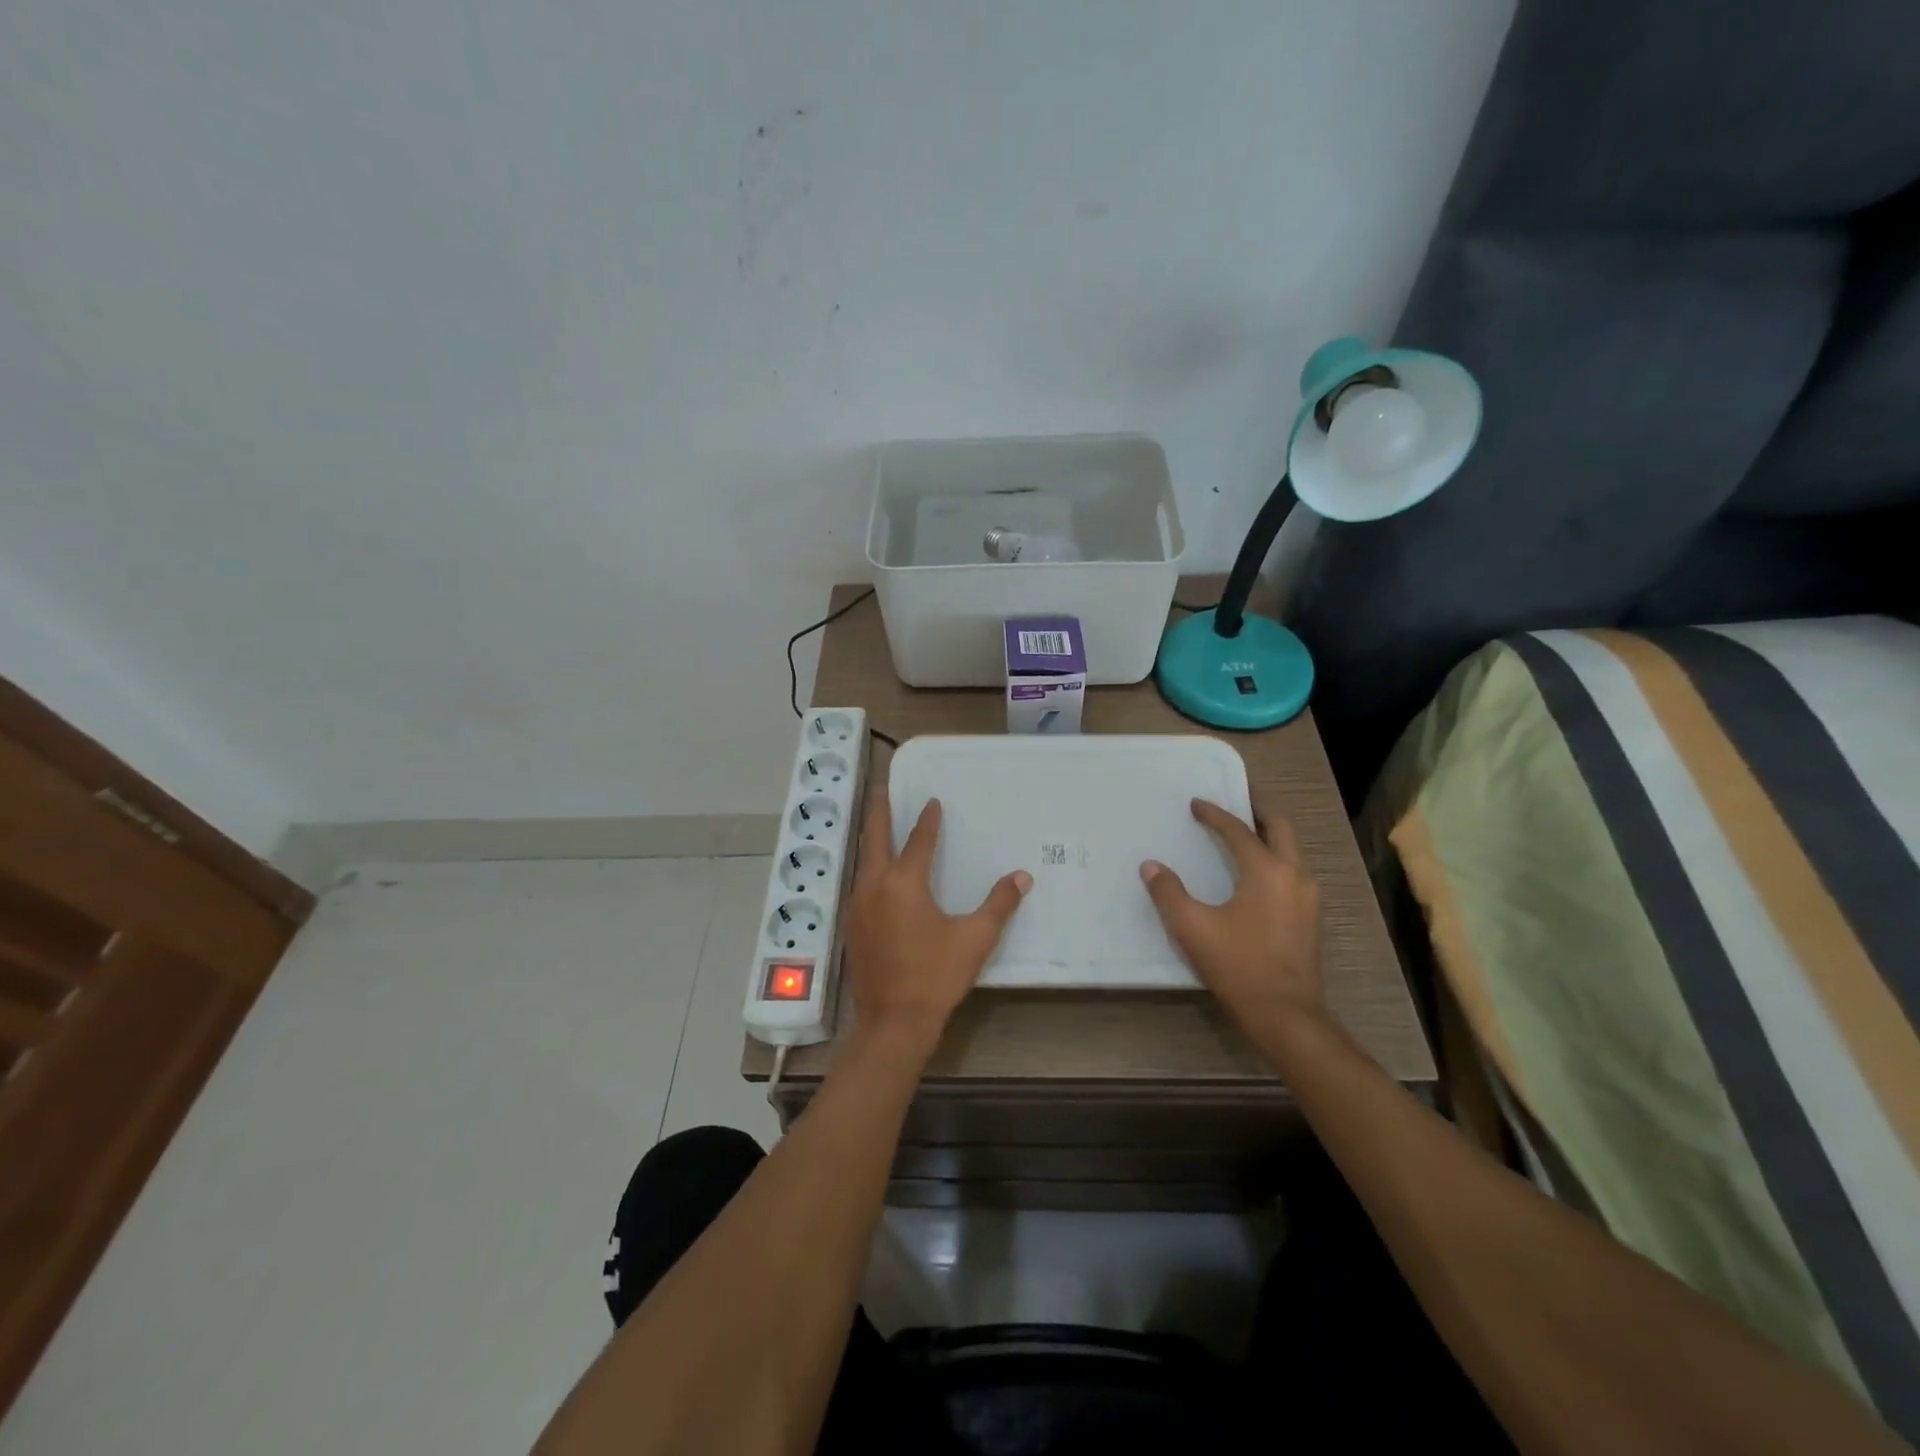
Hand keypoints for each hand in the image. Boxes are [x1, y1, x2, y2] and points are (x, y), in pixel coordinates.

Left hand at [844, 789, 1031, 1059]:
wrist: (893, 1022)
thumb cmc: (935, 976)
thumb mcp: (974, 939)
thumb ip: (999, 904)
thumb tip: (1022, 876)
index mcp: (904, 883)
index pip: (919, 841)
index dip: (928, 820)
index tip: (933, 801)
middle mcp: (875, 886)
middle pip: (875, 838)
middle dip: (880, 811)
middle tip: (882, 788)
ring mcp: (858, 906)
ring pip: (863, 860)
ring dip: (872, 838)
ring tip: (879, 824)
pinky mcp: (852, 925)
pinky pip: (860, 882)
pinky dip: (869, 865)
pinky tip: (876, 872)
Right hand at [1140, 797, 1323, 1037]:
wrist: (1287, 1016)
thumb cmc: (1239, 966)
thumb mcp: (1193, 928)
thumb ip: (1168, 893)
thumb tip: (1151, 866)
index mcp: (1267, 871)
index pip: (1238, 830)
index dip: (1215, 814)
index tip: (1196, 804)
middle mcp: (1294, 875)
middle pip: (1280, 828)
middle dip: (1257, 812)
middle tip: (1235, 804)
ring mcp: (1309, 897)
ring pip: (1291, 850)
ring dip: (1268, 836)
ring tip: (1243, 835)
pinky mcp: (1311, 917)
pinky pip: (1293, 872)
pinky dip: (1275, 859)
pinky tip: (1256, 874)